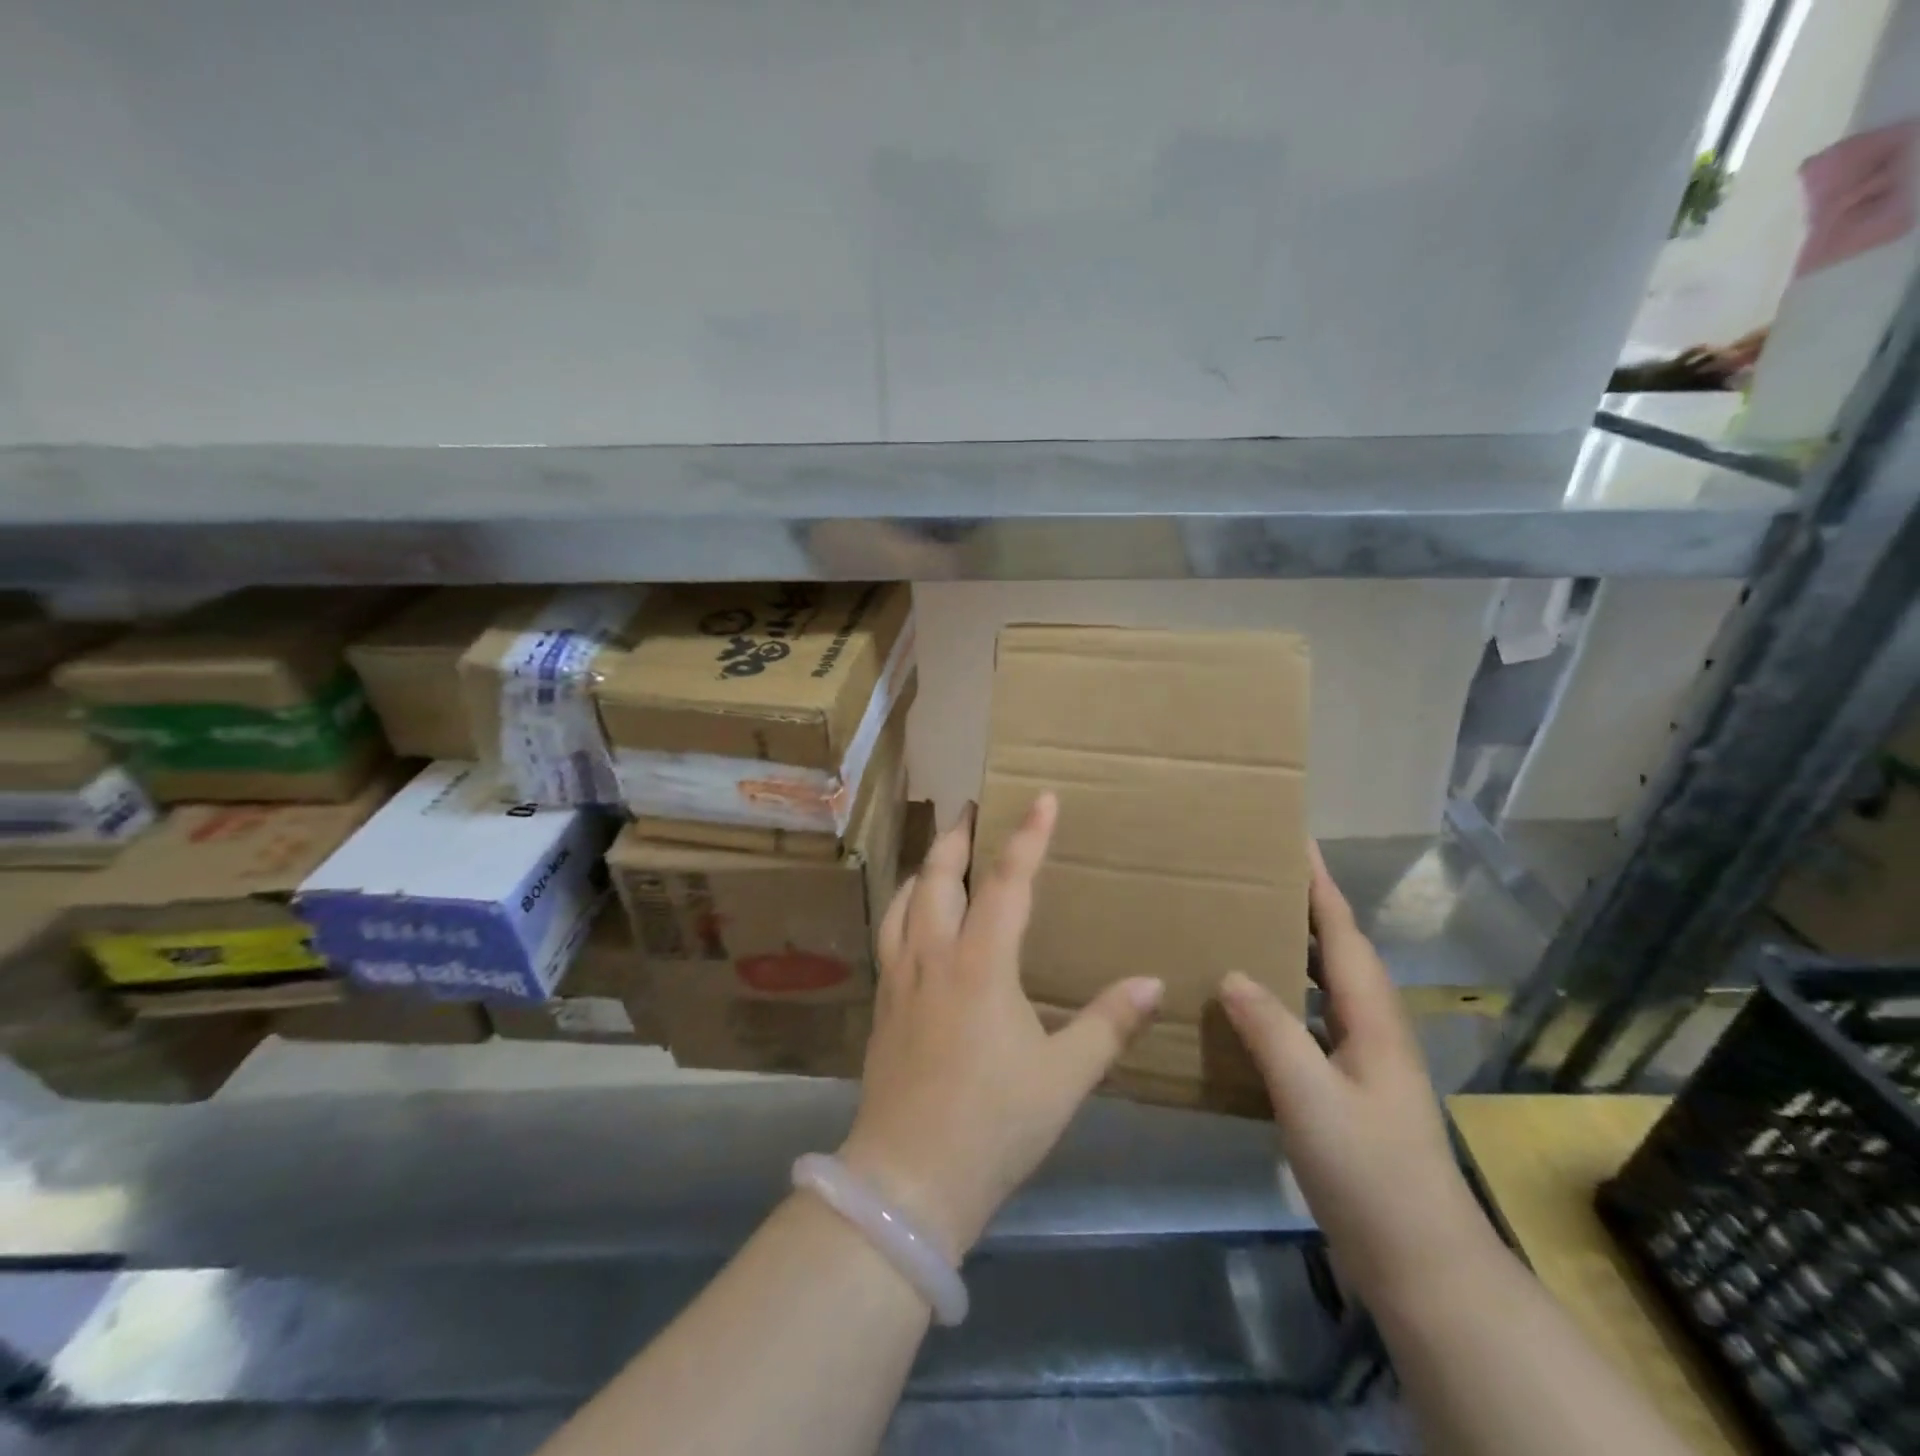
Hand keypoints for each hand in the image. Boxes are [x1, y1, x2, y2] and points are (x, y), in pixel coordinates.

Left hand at [839, 792, 1163, 1258]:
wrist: (908, 1178)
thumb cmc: (994, 1124)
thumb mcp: (1064, 1077)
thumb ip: (1108, 1025)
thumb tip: (1151, 983)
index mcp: (981, 965)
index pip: (1007, 882)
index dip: (1028, 837)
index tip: (1042, 798)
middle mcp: (934, 956)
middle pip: (938, 876)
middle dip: (956, 837)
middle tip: (971, 809)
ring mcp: (900, 977)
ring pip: (904, 900)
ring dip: (924, 867)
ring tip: (940, 853)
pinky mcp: (883, 1002)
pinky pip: (889, 932)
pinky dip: (903, 905)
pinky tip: (912, 918)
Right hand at [1217, 844, 1496, 1309]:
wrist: (1421, 1263)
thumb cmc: (1369, 1172)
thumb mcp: (1310, 1098)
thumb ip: (1271, 1031)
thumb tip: (1231, 974)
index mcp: (1371, 1018)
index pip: (1342, 933)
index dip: (1319, 885)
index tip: (1296, 839)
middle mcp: (1373, 1028)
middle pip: (1338, 950)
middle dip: (1307, 906)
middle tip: (1260, 875)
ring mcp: (1364, 1060)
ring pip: (1326, 985)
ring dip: (1296, 947)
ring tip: (1249, 924)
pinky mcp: (1350, 1088)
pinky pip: (1312, 1019)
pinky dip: (1286, 994)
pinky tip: (1252, 1005)